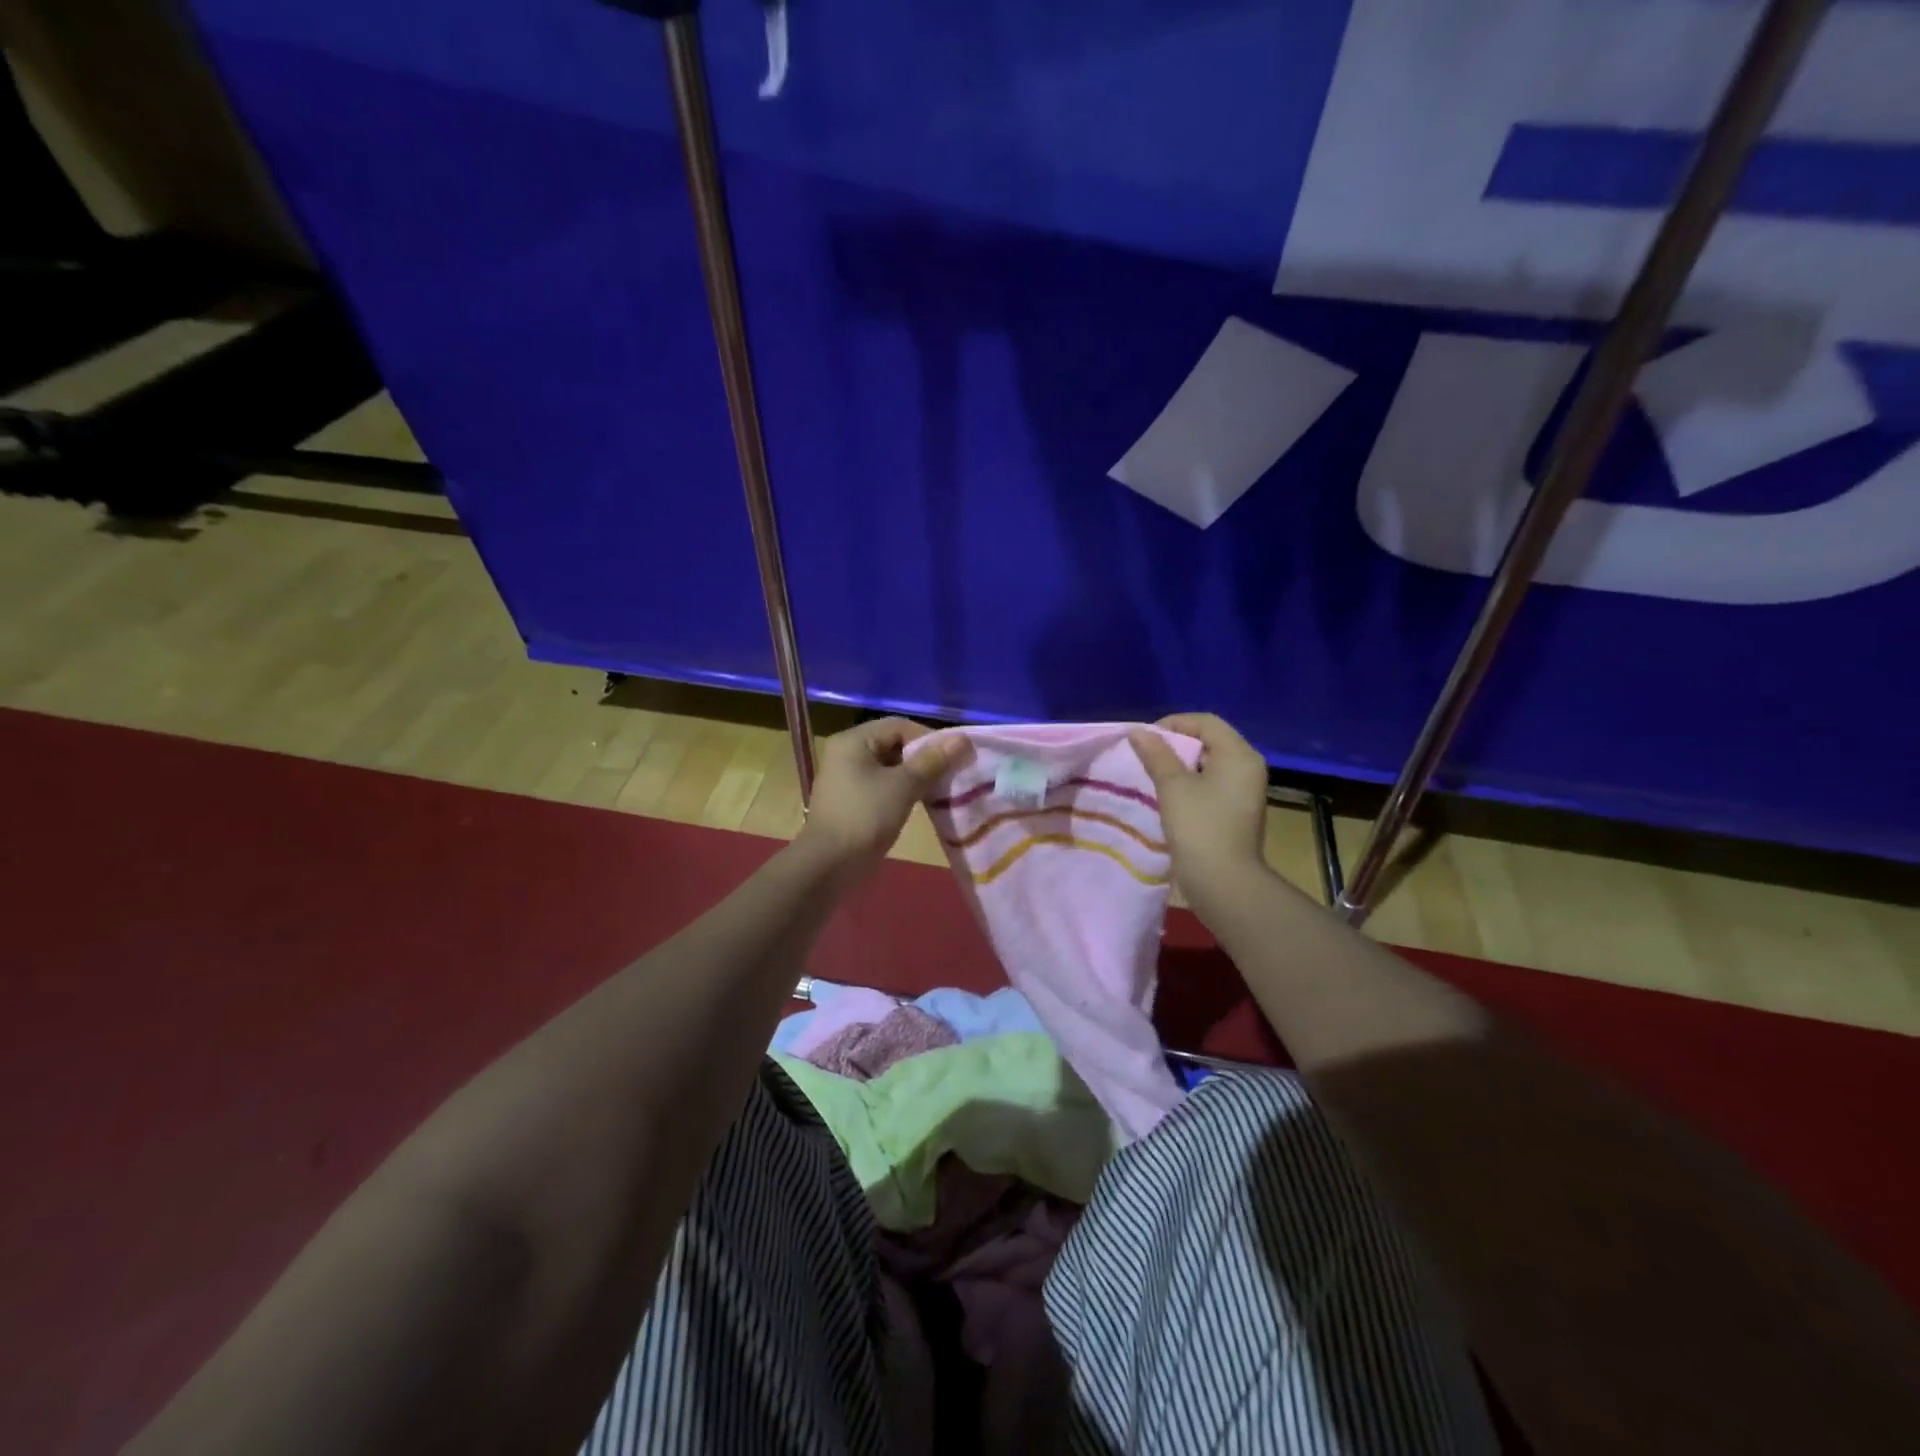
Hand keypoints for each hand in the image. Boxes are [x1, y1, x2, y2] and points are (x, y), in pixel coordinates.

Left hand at [796, 718, 966, 878]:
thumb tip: (962, 739)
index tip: (954, 757)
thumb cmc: (865, 817)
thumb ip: (932, 761)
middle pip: (894, 744)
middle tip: (950, 774)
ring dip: (916, 776)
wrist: (829, 865)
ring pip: (890, 767)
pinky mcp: (852, 801)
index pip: (899, 726)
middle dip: (924, 758)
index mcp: (853, 741)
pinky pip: (883, 786)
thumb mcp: (903, 786)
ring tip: (940, 789)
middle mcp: (847, 754)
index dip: (929, 738)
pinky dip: (903, 790)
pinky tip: (922, 803)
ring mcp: (847, 779)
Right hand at [1129, 713, 1271, 910]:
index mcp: (1239, 755)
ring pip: (1210, 764)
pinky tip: (1169, 796)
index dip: (1173, 724)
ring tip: (1153, 774)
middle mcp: (1248, 767)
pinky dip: (1191, 783)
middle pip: (1210, 741)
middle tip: (1146, 756)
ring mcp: (1245, 791)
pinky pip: (1212, 784)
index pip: (1206, 722)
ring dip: (1181, 765)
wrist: (1224, 883)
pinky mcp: (1237, 811)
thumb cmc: (1199, 827)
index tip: (1145, 740)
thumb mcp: (1172, 786)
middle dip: (1175, 744)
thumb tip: (1139, 732)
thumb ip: (1156, 755)